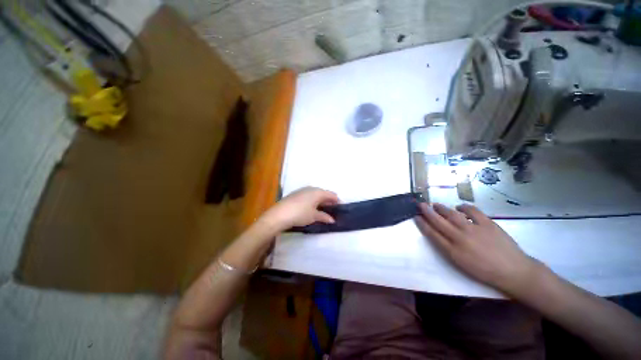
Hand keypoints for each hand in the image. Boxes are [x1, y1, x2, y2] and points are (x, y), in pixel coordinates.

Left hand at [262, 187, 338, 230]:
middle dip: (329, 201)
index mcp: (318, 192)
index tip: (341, 208)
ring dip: (321, 201)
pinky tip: (312, 208)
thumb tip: (332, 220)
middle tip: (333, 210)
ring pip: (316, 194)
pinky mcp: (296, 194)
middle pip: (324, 193)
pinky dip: (313, 201)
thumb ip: (324, 217)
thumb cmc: (300, 214)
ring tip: (323, 209)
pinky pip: (309, 196)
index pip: (331, 195)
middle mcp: (311, 188)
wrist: (280, 214)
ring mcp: (303, 190)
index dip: (337, 201)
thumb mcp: (314, 216)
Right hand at [415, 202, 539, 295]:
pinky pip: (472, 211)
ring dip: (441, 208)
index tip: (416, 217)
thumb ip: (448, 249)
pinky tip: (460, 207)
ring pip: (452, 214)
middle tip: (420, 204)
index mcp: (452, 251)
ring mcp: (474, 229)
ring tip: (435, 204)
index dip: (422, 224)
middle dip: (427, 212)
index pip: (432, 234)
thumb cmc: (485, 271)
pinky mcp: (487, 223)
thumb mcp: (462, 264)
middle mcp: (460, 238)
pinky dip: (464, 207)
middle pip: (438, 222)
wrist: (513, 271)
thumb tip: (439, 235)